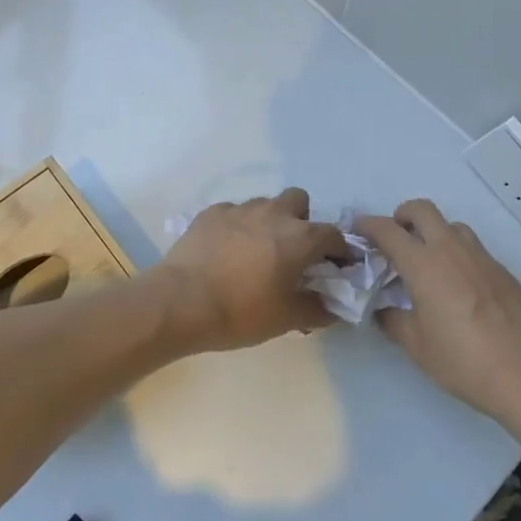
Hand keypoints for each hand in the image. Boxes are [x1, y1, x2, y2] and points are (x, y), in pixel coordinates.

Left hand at [155, 188, 346, 352]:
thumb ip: (318, 310)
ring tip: (257, 252)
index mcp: (300, 237)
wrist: (180, 302)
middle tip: (293, 252)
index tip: (337, 268)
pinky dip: (238, 227)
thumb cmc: (240, 311)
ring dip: (269, 222)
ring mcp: (240, 209)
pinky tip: (226, 251)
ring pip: (265, 204)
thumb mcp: (286, 319)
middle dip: (302, 221)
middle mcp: (274, 213)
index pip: (334, 235)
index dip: (340, 251)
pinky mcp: (211, 213)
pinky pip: (234, 213)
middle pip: (299, 201)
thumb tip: (333, 308)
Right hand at [355, 200, 520, 423]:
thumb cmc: (461, 360)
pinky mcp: (503, 271)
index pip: (388, 230)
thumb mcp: (415, 344)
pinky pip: (474, 250)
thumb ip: (392, 319)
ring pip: (452, 226)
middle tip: (395, 239)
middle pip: (422, 210)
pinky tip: (460, 288)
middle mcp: (451, 250)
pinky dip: (458, 255)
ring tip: (428, 263)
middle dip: (402, 216)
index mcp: (423, 265)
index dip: (368, 225)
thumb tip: (384, 309)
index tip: (358, 229)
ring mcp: (481, 258)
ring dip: (434, 233)